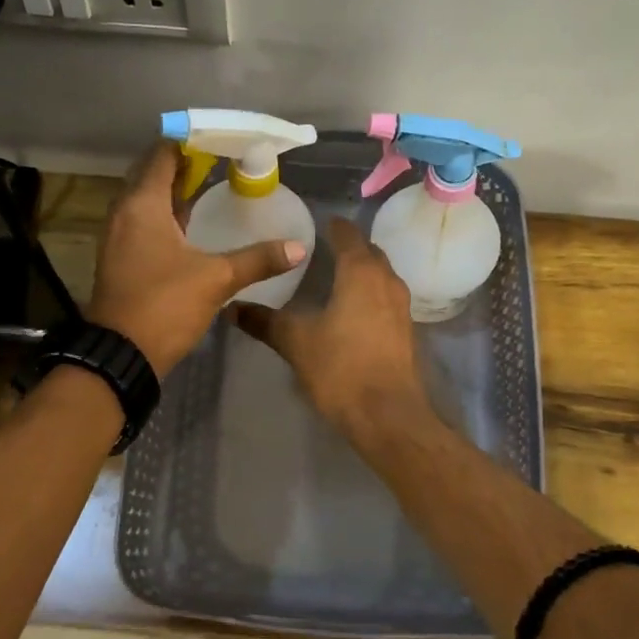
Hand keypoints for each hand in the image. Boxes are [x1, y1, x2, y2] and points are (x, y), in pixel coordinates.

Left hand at [86, 141, 306, 376]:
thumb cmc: (165, 306)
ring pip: (146, 199)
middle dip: (183, 164)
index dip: (189, 143)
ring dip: (173, 190)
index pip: (162, 155)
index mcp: (142, 205)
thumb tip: (298, 248)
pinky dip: (164, 214)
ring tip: (209, 186)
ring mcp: (118, 236)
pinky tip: (190, 225)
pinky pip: (143, 221)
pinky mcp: (120, 257)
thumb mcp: (216, 279)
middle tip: (220, 161)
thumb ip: (258, 259)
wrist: (121, 355)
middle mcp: (124, 212)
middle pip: (151, 173)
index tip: (219, 140)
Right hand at [235, 217, 430, 437]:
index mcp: (361, 273)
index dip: (333, 226)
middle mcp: (386, 281)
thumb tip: (232, 308)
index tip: (316, 223)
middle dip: (349, 247)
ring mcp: (401, 307)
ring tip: (334, 277)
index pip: (348, 235)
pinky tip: (351, 311)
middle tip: (322, 249)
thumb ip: (265, 322)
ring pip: (381, 276)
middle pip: (370, 253)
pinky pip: (386, 299)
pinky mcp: (406, 331)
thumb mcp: (296, 343)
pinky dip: (370, 295)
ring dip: (362, 271)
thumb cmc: (341, 369)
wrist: (388, 415)